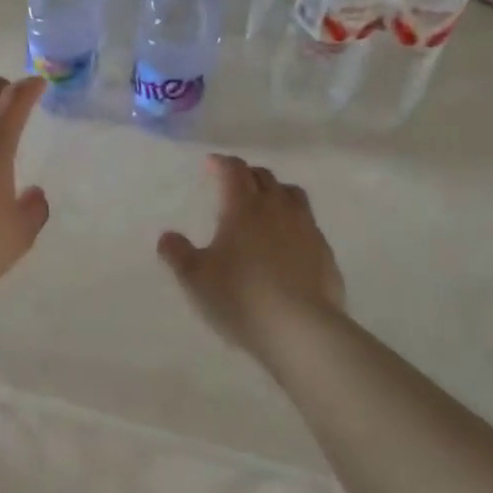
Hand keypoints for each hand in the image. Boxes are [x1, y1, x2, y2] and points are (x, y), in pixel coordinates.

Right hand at [157, 155, 344, 355]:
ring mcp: (305, 228)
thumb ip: (178, 254)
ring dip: (275, 192)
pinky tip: (286, 242)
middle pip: (264, 177)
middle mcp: (276, 208)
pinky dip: (293, 221)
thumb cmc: (240, 296)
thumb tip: (167, 236)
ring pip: (291, 194)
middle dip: (246, 175)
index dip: (221, 163)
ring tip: (264, 205)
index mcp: (242, 207)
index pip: (233, 170)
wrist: (301, 329)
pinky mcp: (325, 251)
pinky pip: (307, 222)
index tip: (211, 164)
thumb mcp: (195, 279)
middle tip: (233, 185)